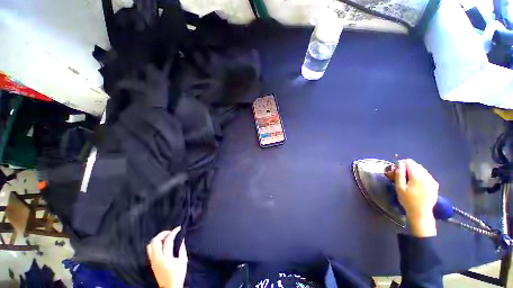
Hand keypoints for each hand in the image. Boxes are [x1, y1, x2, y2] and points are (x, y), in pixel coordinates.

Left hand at [147, 227, 187, 287]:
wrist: (170, 287)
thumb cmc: (178, 274)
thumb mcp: (183, 261)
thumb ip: (182, 249)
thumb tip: (181, 239)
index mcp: (166, 257)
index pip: (168, 240)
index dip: (173, 232)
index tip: (179, 228)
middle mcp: (157, 258)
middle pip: (155, 241)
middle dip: (163, 233)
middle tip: (170, 231)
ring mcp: (152, 261)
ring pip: (150, 245)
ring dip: (157, 238)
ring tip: (165, 236)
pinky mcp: (151, 263)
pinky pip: (149, 250)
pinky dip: (155, 244)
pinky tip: (161, 244)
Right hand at [395, 159, 438, 236]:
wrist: (421, 213)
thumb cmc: (407, 200)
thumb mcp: (399, 188)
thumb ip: (399, 175)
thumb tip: (399, 164)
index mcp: (417, 176)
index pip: (409, 162)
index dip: (402, 164)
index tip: (397, 170)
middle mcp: (426, 176)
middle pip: (416, 165)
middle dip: (408, 167)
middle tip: (402, 176)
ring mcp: (432, 180)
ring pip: (422, 169)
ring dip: (415, 171)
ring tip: (409, 180)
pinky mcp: (435, 185)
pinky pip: (427, 175)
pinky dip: (421, 176)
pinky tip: (417, 184)